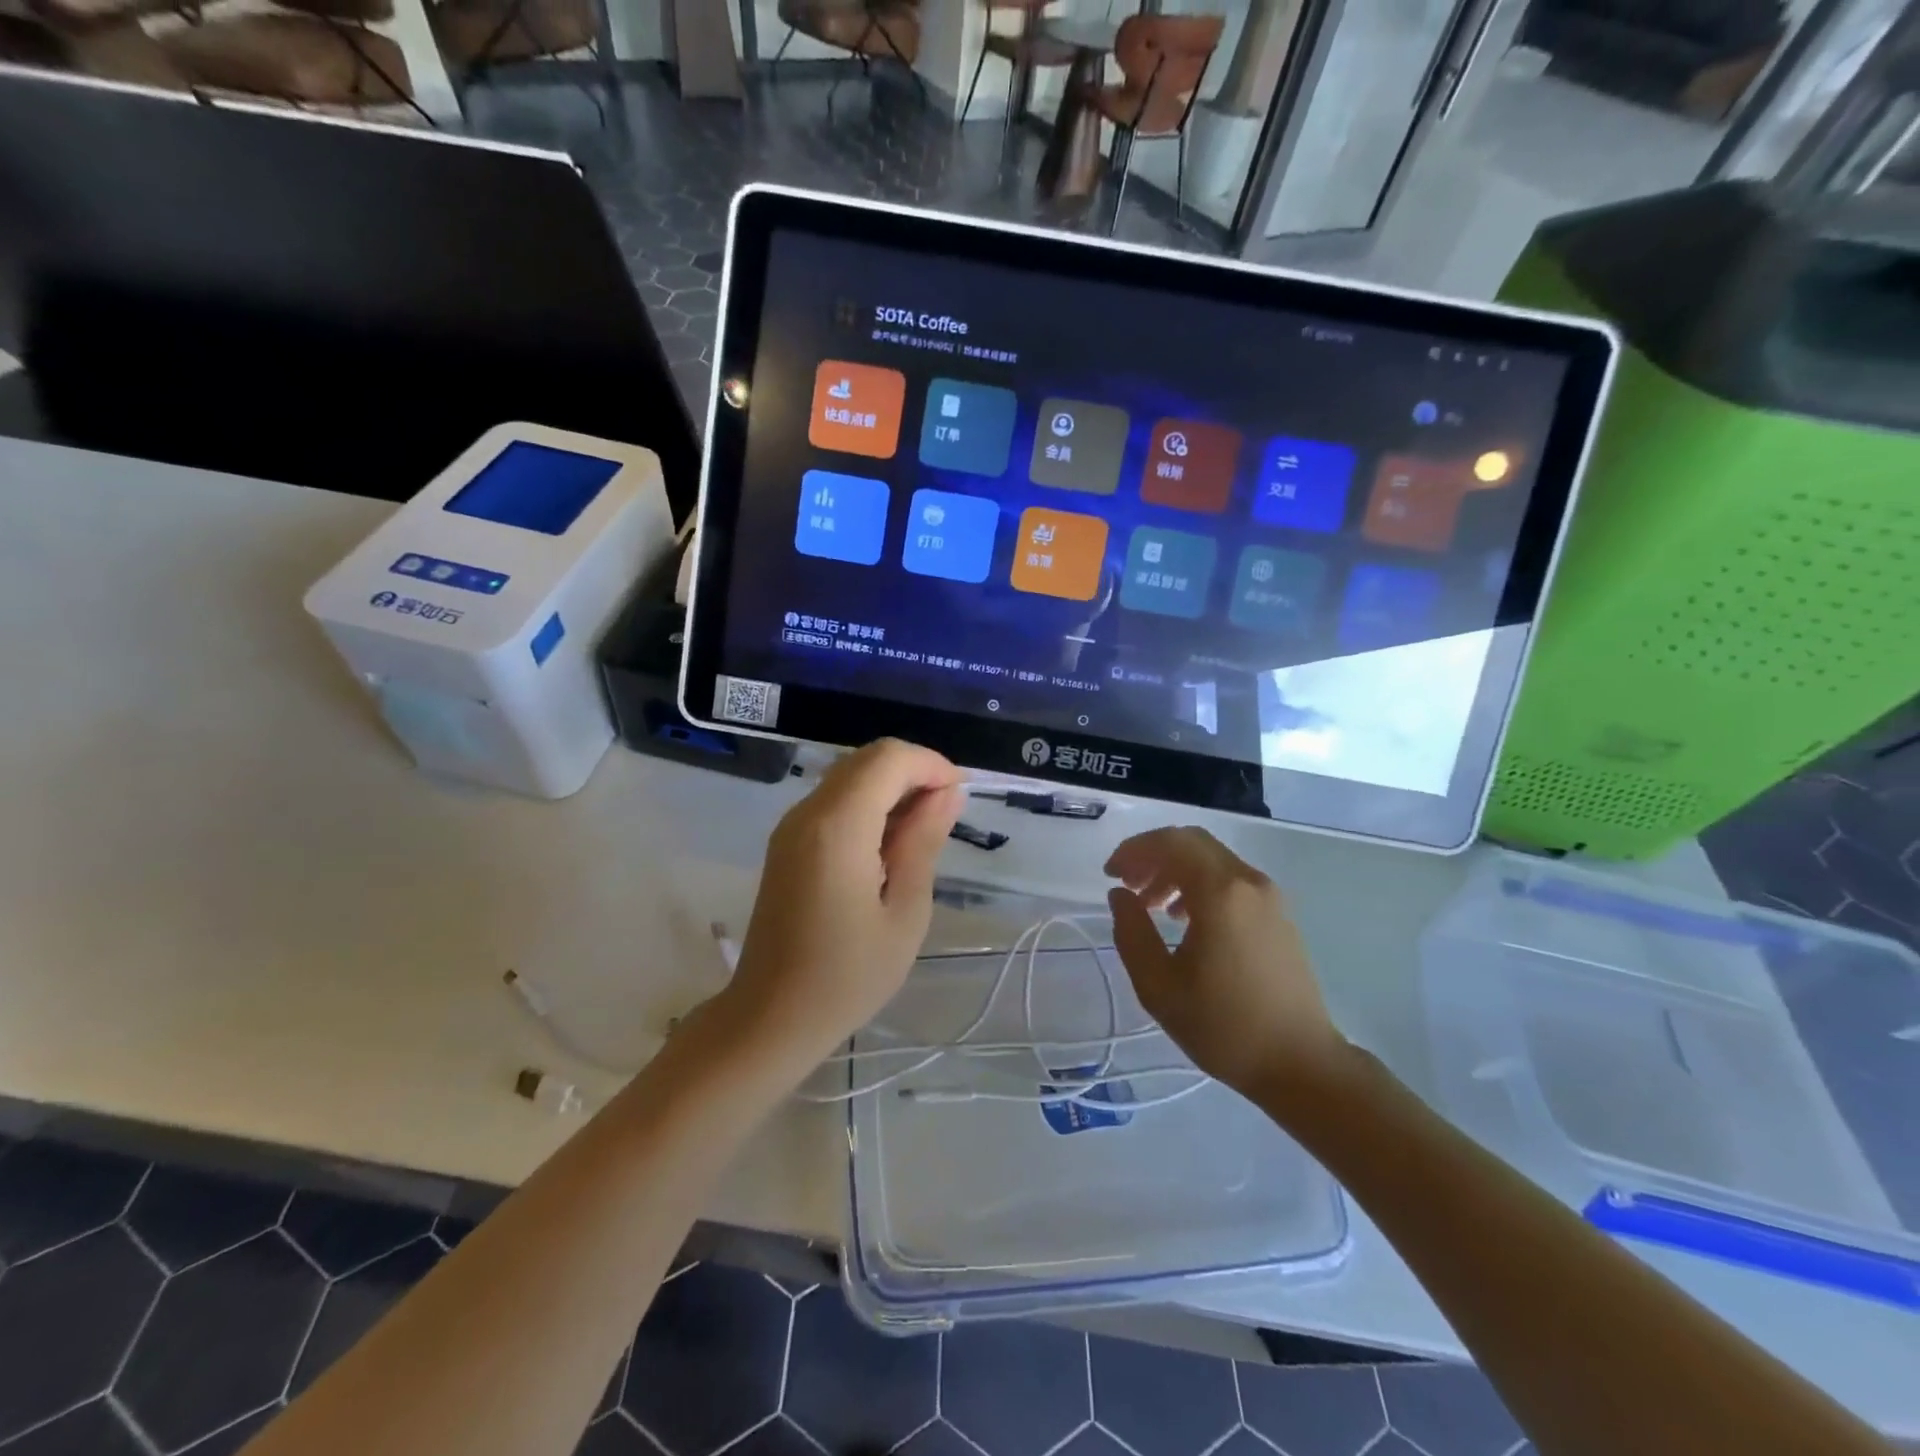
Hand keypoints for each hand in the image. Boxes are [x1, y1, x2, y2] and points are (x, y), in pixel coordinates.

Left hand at [724, 739, 963, 1067]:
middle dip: (913, 772)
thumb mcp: (904, 912)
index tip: (959, 798)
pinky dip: (868, 805)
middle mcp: (808, 813)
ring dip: (891, 788)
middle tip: (945, 815)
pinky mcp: (786, 842)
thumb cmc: (848, 976)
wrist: (771, 1017)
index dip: (931, 765)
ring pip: (850, 776)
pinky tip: (888, 846)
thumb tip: (948, 792)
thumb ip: (924, 842)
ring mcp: (791, 826)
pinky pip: (834, 801)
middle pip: (867, 759)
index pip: (889, 758)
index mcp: (838, 827)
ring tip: (922, 833)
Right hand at [1104, 826, 1348, 1100]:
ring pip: (1212, 860)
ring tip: (1151, 905)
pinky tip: (1185, 919)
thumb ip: (1131, 932)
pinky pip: (1231, 879)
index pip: (1170, 843)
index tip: (1111, 875)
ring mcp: (1269, 896)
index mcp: (1220, 893)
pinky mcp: (1279, 914)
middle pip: (1192, 843)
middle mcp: (1248, 882)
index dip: (1134, 850)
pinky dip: (1200, 884)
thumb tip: (1120, 895)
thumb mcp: (1158, 986)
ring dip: (1175, 870)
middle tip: (1127, 884)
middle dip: (1153, 855)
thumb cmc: (1223, 1026)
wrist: (1301, 1064)